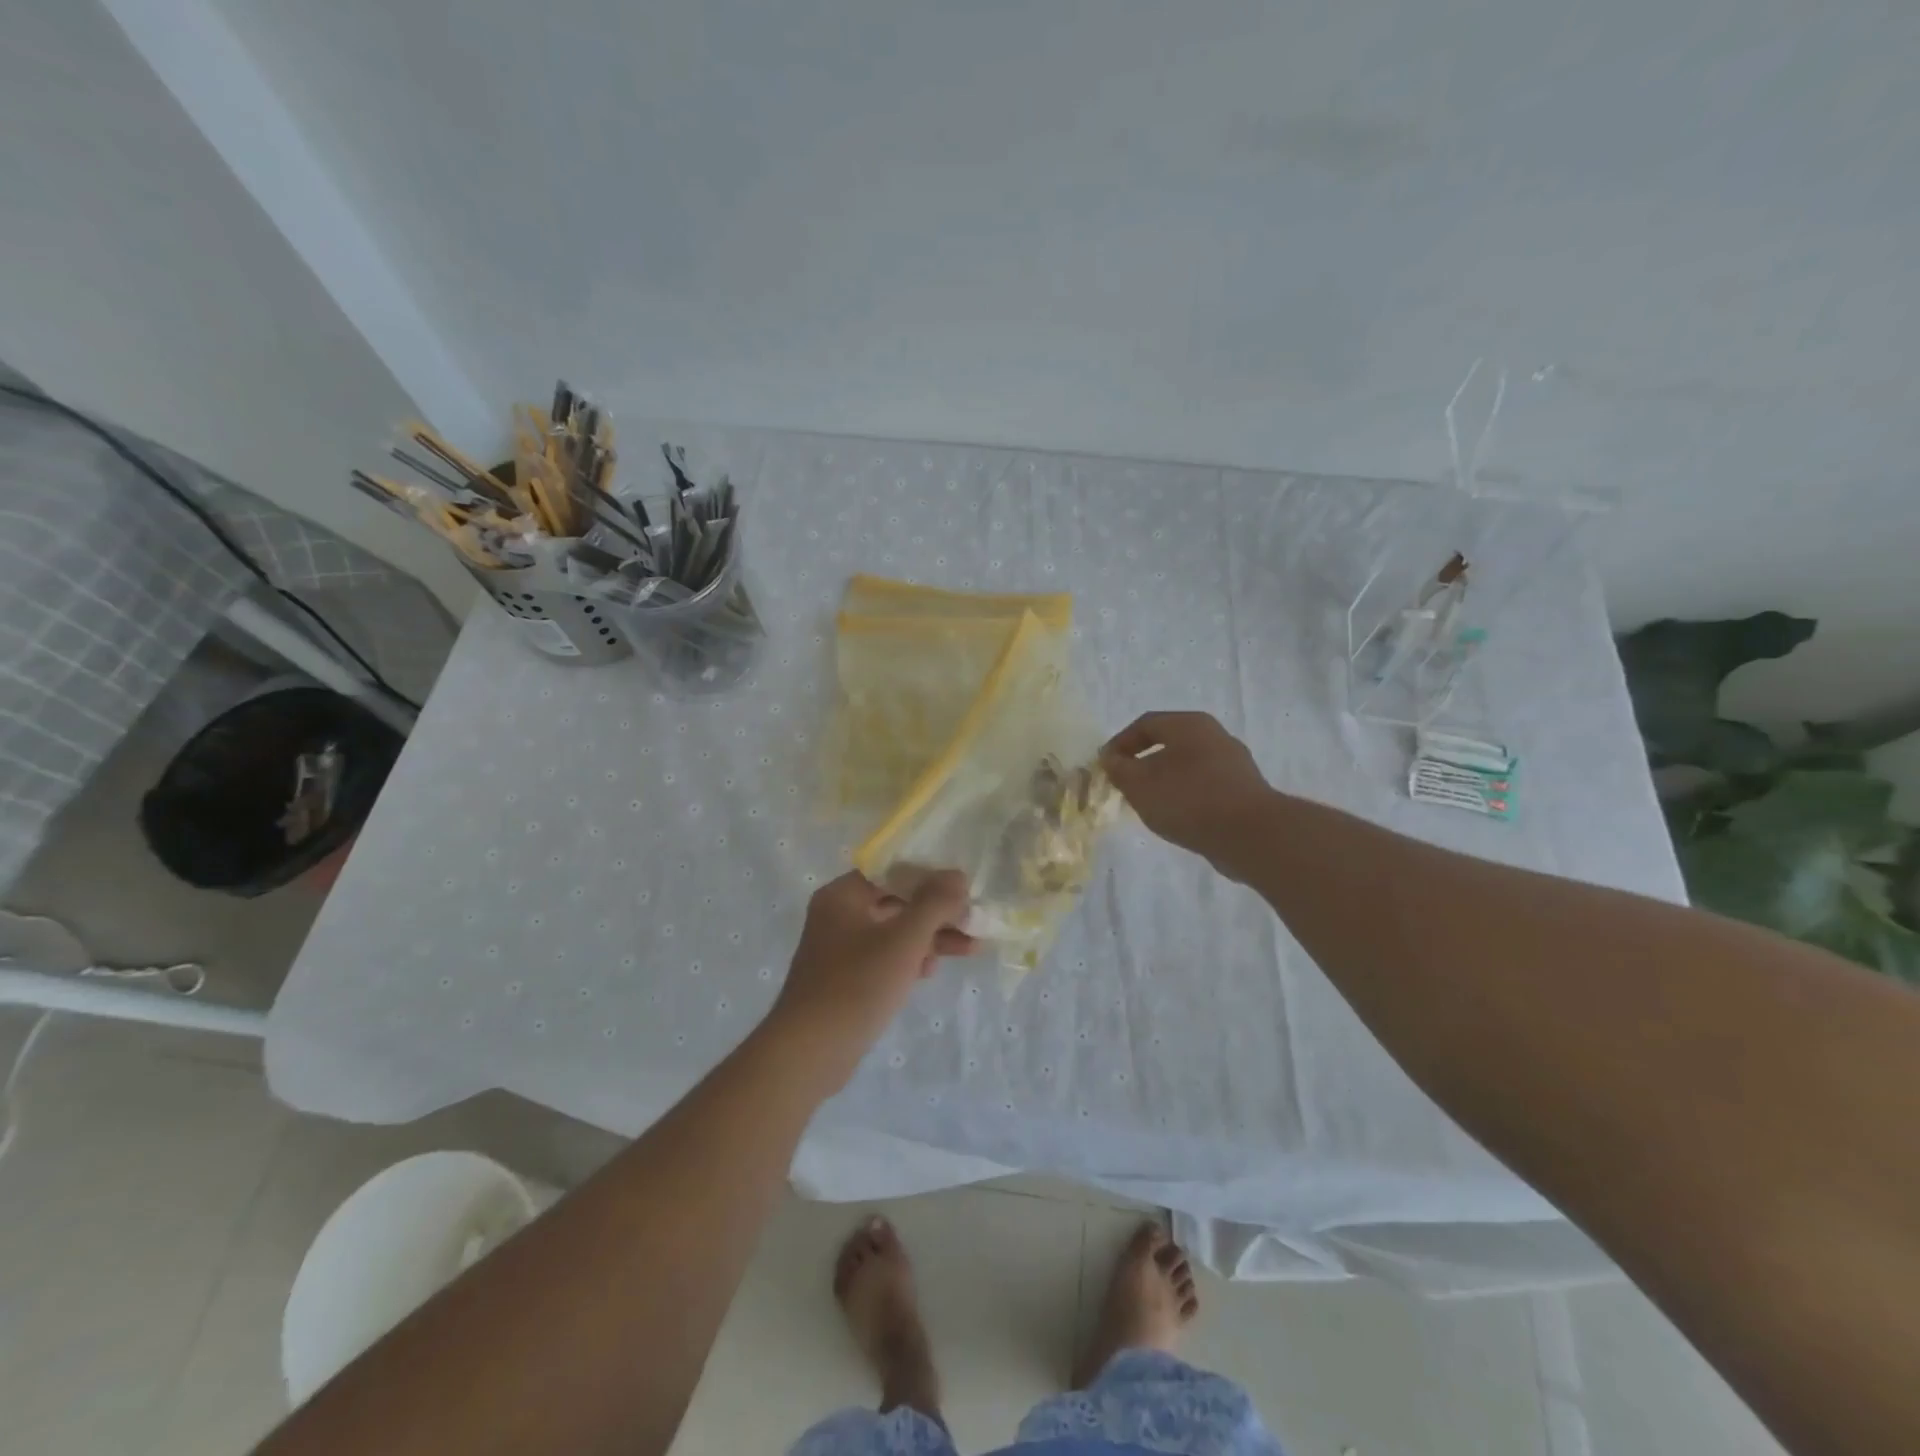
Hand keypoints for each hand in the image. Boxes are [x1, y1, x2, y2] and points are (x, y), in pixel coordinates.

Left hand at [767, 870, 974, 1090]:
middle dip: (937, 912)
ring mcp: (840, 948)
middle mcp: (838, 914)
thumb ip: (934, 903)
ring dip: (929, 937)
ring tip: (970, 947)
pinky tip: (931, 970)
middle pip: (897, 901)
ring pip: (894, 931)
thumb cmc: (857, 986)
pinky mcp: (845, 978)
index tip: (964, 889)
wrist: (809, 1053)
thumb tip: (957, 874)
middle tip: (973, 921)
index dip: (931, 876)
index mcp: (843, 895)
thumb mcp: (904, 941)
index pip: (893, 871)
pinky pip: (884, 956)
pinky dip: (909, 958)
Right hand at [1100, 711, 1274, 873]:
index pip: (1145, 723)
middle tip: (1125, 783)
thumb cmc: (1188, 800)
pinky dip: (1186, 795)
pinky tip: (1178, 816)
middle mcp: (1215, 735)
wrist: (1250, 835)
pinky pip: (1205, 785)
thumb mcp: (1139, 784)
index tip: (1105, 765)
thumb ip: (1119, 769)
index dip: (1120, 742)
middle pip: (1169, 742)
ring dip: (1164, 780)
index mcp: (1189, 724)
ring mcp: (1234, 763)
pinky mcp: (1244, 790)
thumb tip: (1111, 758)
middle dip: (1143, 761)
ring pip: (1188, 765)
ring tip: (1149, 803)